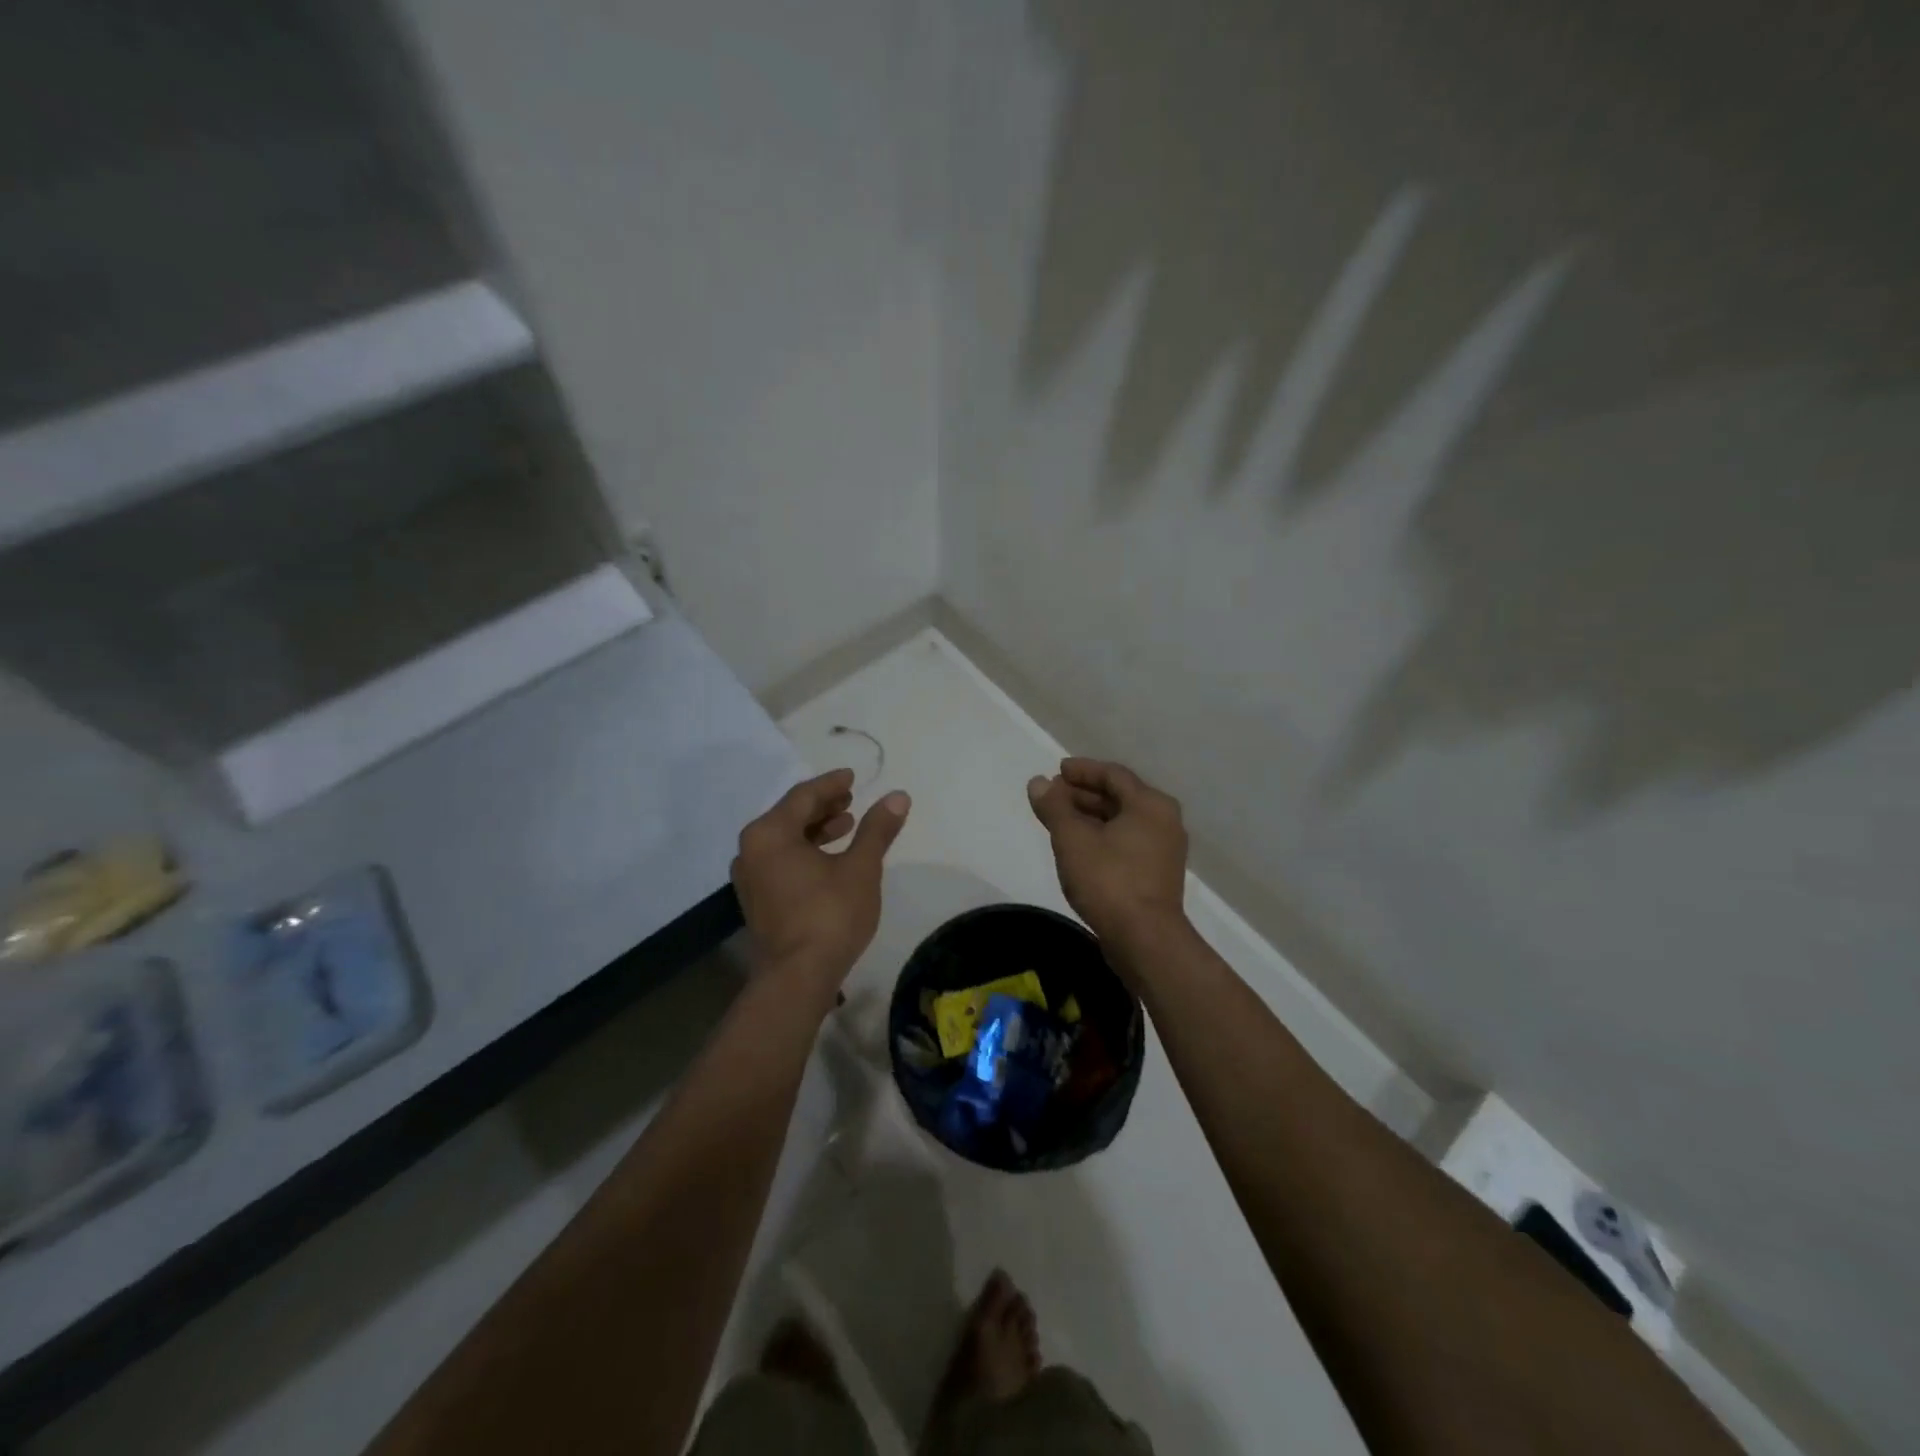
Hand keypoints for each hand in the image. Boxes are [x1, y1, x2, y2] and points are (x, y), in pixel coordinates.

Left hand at [732, 769, 910, 1009]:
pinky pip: (781, 860)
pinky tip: (830, 858)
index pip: (803, 796)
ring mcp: (750, 877)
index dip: (831, 784)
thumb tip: (898, 797)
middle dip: (823, 806)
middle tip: (851, 799)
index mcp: (770, 833)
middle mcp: (751, 850)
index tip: (853, 777)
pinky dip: (805, 851)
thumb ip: (877, 829)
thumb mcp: (861, 868)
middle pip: (790, 815)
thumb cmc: (829, 915)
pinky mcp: (757, 900)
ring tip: (847, 825)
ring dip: (816, 829)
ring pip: (785, 839)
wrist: (797, 978)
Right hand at [1028, 759, 1187, 952]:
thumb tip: (1038, 782)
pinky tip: (1079, 849)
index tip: (1057, 771)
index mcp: (1150, 804)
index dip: (1082, 770)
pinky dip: (1102, 837)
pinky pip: (1126, 843)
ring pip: (1122, 822)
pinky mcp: (1157, 875)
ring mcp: (1164, 850)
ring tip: (1060, 822)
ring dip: (1090, 817)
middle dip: (1083, 794)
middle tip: (1052, 797)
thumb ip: (1054, 807)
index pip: (1113, 775)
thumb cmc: (1109, 880)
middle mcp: (1164, 821)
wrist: (1145, 940)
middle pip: (1119, 797)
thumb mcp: (1072, 839)